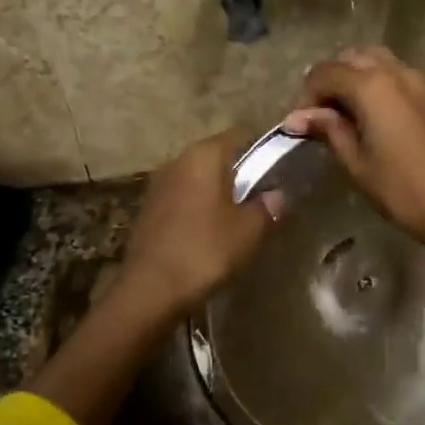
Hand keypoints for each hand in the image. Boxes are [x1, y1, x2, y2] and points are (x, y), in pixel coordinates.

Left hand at [119, 128, 282, 318]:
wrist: (150, 290)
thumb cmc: (205, 250)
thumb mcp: (248, 231)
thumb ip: (267, 208)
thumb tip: (276, 196)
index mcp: (203, 155)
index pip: (239, 135)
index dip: (261, 149)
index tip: (277, 169)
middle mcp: (177, 160)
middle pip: (216, 156)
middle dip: (238, 173)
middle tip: (260, 198)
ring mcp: (158, 185)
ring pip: (197, 179)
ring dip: (216, 193)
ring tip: (236, 218)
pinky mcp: (147, 210)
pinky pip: (181, 199)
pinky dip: (197, 209)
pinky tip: (208, 233)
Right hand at [283, 47, 424, 250]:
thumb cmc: (400, 189)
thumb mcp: (356, 162)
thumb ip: (328, 130)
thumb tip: (297, 118)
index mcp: (372, 86)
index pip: (325, 72)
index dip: (308, 95)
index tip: (303, 125)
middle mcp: (396, 72)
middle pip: (352, 58)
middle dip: (331, 80)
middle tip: (323, 116)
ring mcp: (419, 80)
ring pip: (377, 60)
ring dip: (355, 77)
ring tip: (347, 113)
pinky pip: (397, 74)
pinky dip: (378, 83)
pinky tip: (373, 116)